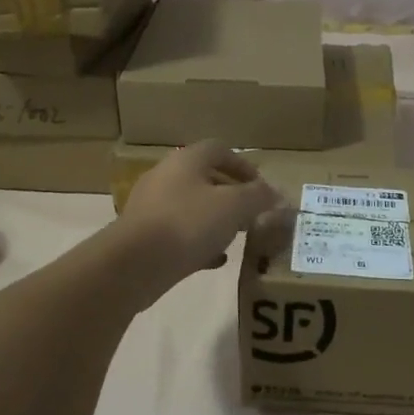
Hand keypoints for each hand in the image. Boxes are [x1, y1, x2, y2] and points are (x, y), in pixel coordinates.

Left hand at [115, 140, 283, 286]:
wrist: (135, 264)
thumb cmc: (189, 223)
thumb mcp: (235, 207)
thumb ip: (259, 198)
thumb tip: (278, 195)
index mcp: (186, 160)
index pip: (219, 150)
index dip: (243, 165)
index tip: (261, 188)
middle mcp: (165, 176)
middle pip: (204, 178)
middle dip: (231, 195)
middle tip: (252, 214)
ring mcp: (151, 207)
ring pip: (191, 207)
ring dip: (215, 219)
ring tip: (236, 237)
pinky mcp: (143, 236)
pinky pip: (178, 233)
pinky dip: (198, 242)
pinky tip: (214, 260)